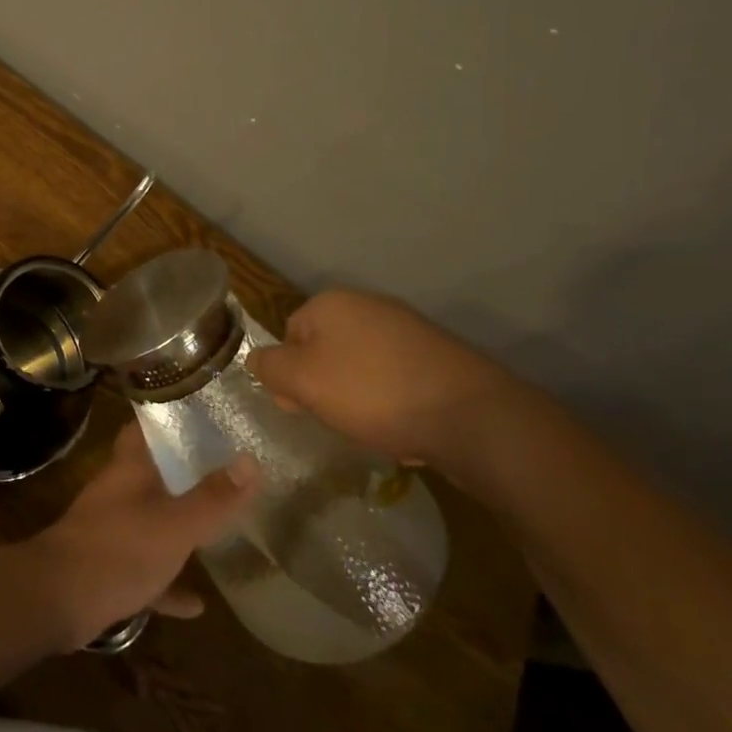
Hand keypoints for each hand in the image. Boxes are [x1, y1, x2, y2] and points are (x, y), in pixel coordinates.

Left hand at [27, 421, 257, 648]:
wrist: (57, 600)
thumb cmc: (118, 550)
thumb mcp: (176, 525)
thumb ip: (213, 498)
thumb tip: (251, 461)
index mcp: (130, 468)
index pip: (148, 426)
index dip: (173, 418)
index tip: (208, 416)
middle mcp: (119, 491)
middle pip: (154, 472)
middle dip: (186, 473)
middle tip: (227, 473)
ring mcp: (111, 529)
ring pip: (152, 520)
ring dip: (179, 528)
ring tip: (219, 532)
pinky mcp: (108, 567)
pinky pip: (146, 569)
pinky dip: (168, 582)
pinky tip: (196, 604)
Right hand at [246, 289, 523, 476]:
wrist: (473, 417)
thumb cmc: (373, 392)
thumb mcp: (302, 380)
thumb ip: (269, 367)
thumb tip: (258, 360)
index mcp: (332, 303)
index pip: (289, 335)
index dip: (289, 374)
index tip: (300, 407)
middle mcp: (369, 306)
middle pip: (325, 351)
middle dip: (326, 388)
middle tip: (338, 419)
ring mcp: (408, 329)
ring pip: (361, 369)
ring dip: (360, 400)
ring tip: (376, 428)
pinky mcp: (439, 357)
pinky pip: (398, 381)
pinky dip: (395, 404)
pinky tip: (406, 429)